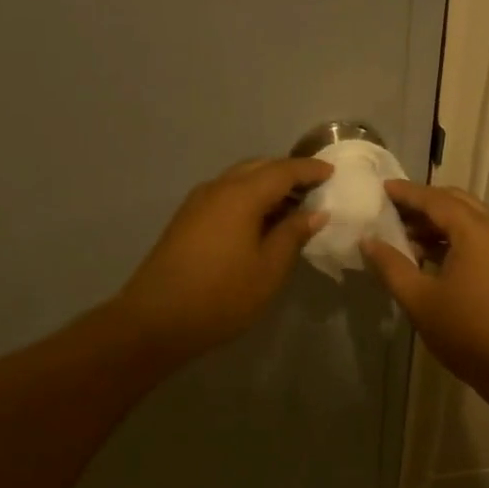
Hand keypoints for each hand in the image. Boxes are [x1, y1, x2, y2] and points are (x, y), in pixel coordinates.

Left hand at [113, 156, 331, 361]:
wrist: (156, 319)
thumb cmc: (221, 296)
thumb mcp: (269, 269)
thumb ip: (293, 234)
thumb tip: (314, 212)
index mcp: (241, 195)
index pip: (283, 170)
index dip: (309, 170)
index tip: (332, 173)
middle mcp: (217, 188)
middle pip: (258, 168)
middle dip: (287, 173)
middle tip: (314, 188)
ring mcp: (197, 202)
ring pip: (239, 180)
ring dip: (266, 185)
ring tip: (292, 206)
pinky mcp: (186, 219)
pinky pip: (225, 195)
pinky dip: (248, 197)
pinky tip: (260, 220)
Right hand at [360, 181, 488, 392]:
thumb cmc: (467, 332)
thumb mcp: (419, 300)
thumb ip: (391, 266)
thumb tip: (368, 241)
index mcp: (476, 231)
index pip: (435, 199)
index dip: (407, 193)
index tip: (381, 189)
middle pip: (456, 202)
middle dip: (424, 203)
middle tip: (392, 211)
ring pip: (470, 220)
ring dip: (439, 222)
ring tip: (406, 237)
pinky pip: (481, 237)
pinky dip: (455, 237)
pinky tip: (432, 257)